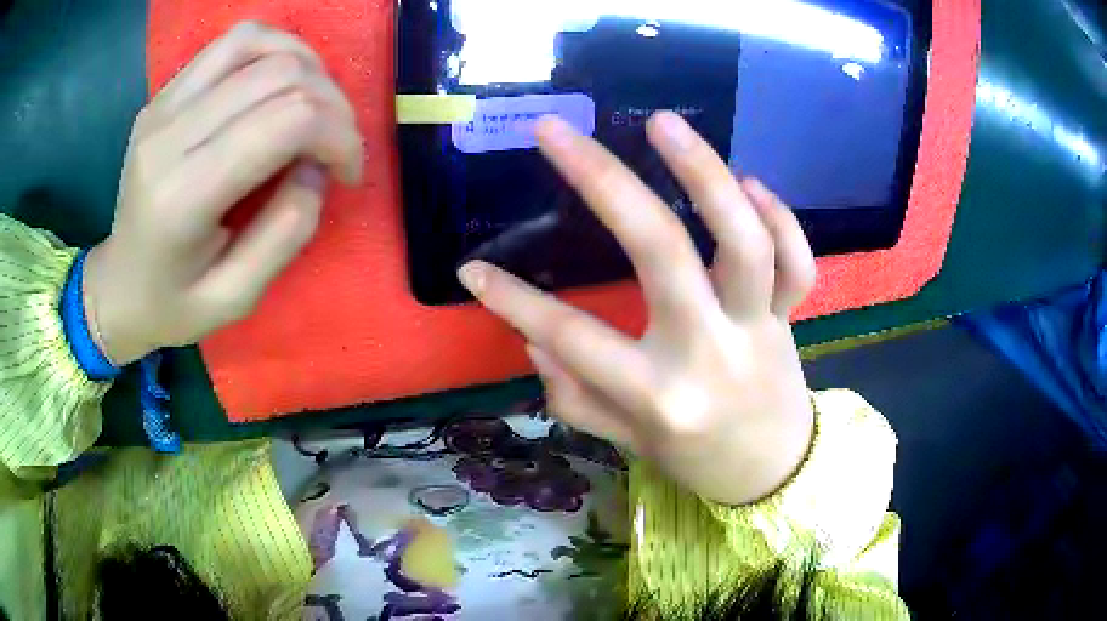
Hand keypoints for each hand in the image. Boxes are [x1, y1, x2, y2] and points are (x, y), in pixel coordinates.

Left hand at [83, 22, 362, 364]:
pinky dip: (274, 50)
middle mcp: (169, 135)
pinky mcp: (165, 93)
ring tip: (317, 106)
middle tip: (339, 145)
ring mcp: (163, 105)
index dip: (339, 135)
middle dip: (332, 104)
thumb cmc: (172, 305)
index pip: (286, 120)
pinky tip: (284, 81)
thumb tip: (319, 165)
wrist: (116, 286)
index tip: (349, 172)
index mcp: (183, 196)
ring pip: (258, 42)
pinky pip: (233, 43)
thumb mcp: (236, 298)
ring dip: (308, 66)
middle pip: (280, 75)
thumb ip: (286, 232)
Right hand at [458, 112, 815, 505]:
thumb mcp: (626, 441)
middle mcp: (709, 351)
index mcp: (659, 395)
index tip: (471, 268)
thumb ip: (575, 396)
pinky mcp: (790, 317)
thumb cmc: (694, 459)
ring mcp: (758, 327)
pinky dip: (780, 217)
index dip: (512, 301)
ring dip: (704, 173)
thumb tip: (534, 338)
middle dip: (602, 181)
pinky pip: (797, 262)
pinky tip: (749, 183)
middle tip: (556, 132)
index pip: (571, 337)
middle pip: (660, 252)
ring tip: (662, 123)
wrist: (772, 473)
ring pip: (743, 241)